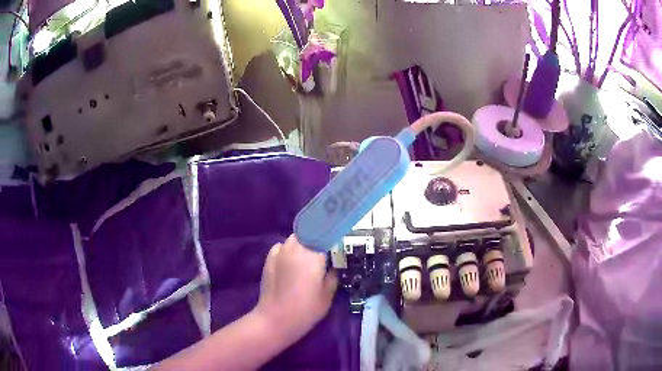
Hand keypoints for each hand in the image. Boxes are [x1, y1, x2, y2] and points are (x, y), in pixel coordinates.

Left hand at [253, 234, 337, 343]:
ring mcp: (280, 252)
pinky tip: (292, 260)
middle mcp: (295, 247)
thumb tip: (335, 265)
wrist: (276, 319)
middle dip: (319, 237)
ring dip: (304, 242)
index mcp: (313, 254)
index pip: (326, 233)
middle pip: (310, 232)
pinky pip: (282, 246)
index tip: (341, 238)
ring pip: (295, 238)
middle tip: (327, 249)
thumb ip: (333, 275)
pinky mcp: (269, 259)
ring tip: (310, 255)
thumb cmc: (306, 309)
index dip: (334, 233)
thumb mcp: (328, 294)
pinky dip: (289, 248)